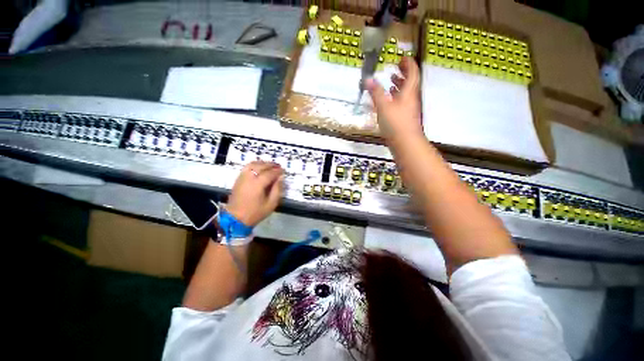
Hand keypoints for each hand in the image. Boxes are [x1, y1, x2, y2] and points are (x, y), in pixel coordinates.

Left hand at [226, 161, 283, 226]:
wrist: (236, 217)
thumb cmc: (254, 213)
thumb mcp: (270, 205)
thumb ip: (277, 190)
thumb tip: (280, 178)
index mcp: (258, 184)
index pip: (270, 173)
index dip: (278, 171)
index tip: (283, 171)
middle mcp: (250, 177)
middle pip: (262, 166)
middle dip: (271, 165)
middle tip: (278, 166)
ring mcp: (243, 176)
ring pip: (253, 164)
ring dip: (262, 163)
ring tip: (269, 166)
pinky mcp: (238, 178)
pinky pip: (247, 167)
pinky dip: (254, 164)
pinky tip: (258, 167)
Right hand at [366, 57, 422, 142]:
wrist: (407, 145)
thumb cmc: (397, 123)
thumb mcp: (383, 105)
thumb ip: (375, 91)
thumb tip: (367, 78)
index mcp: (409, 92)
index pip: (413, 73)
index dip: (409, 64)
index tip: (404, 56)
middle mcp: (411, 98)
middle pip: (411, 81)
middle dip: (405, 71)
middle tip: (397, 64)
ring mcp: (410, 107)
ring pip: (407, 91)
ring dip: (401, 82)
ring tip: (392, 77)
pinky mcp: (406, 116)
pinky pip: (403, 100)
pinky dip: (397, 94)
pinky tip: (390, 95)